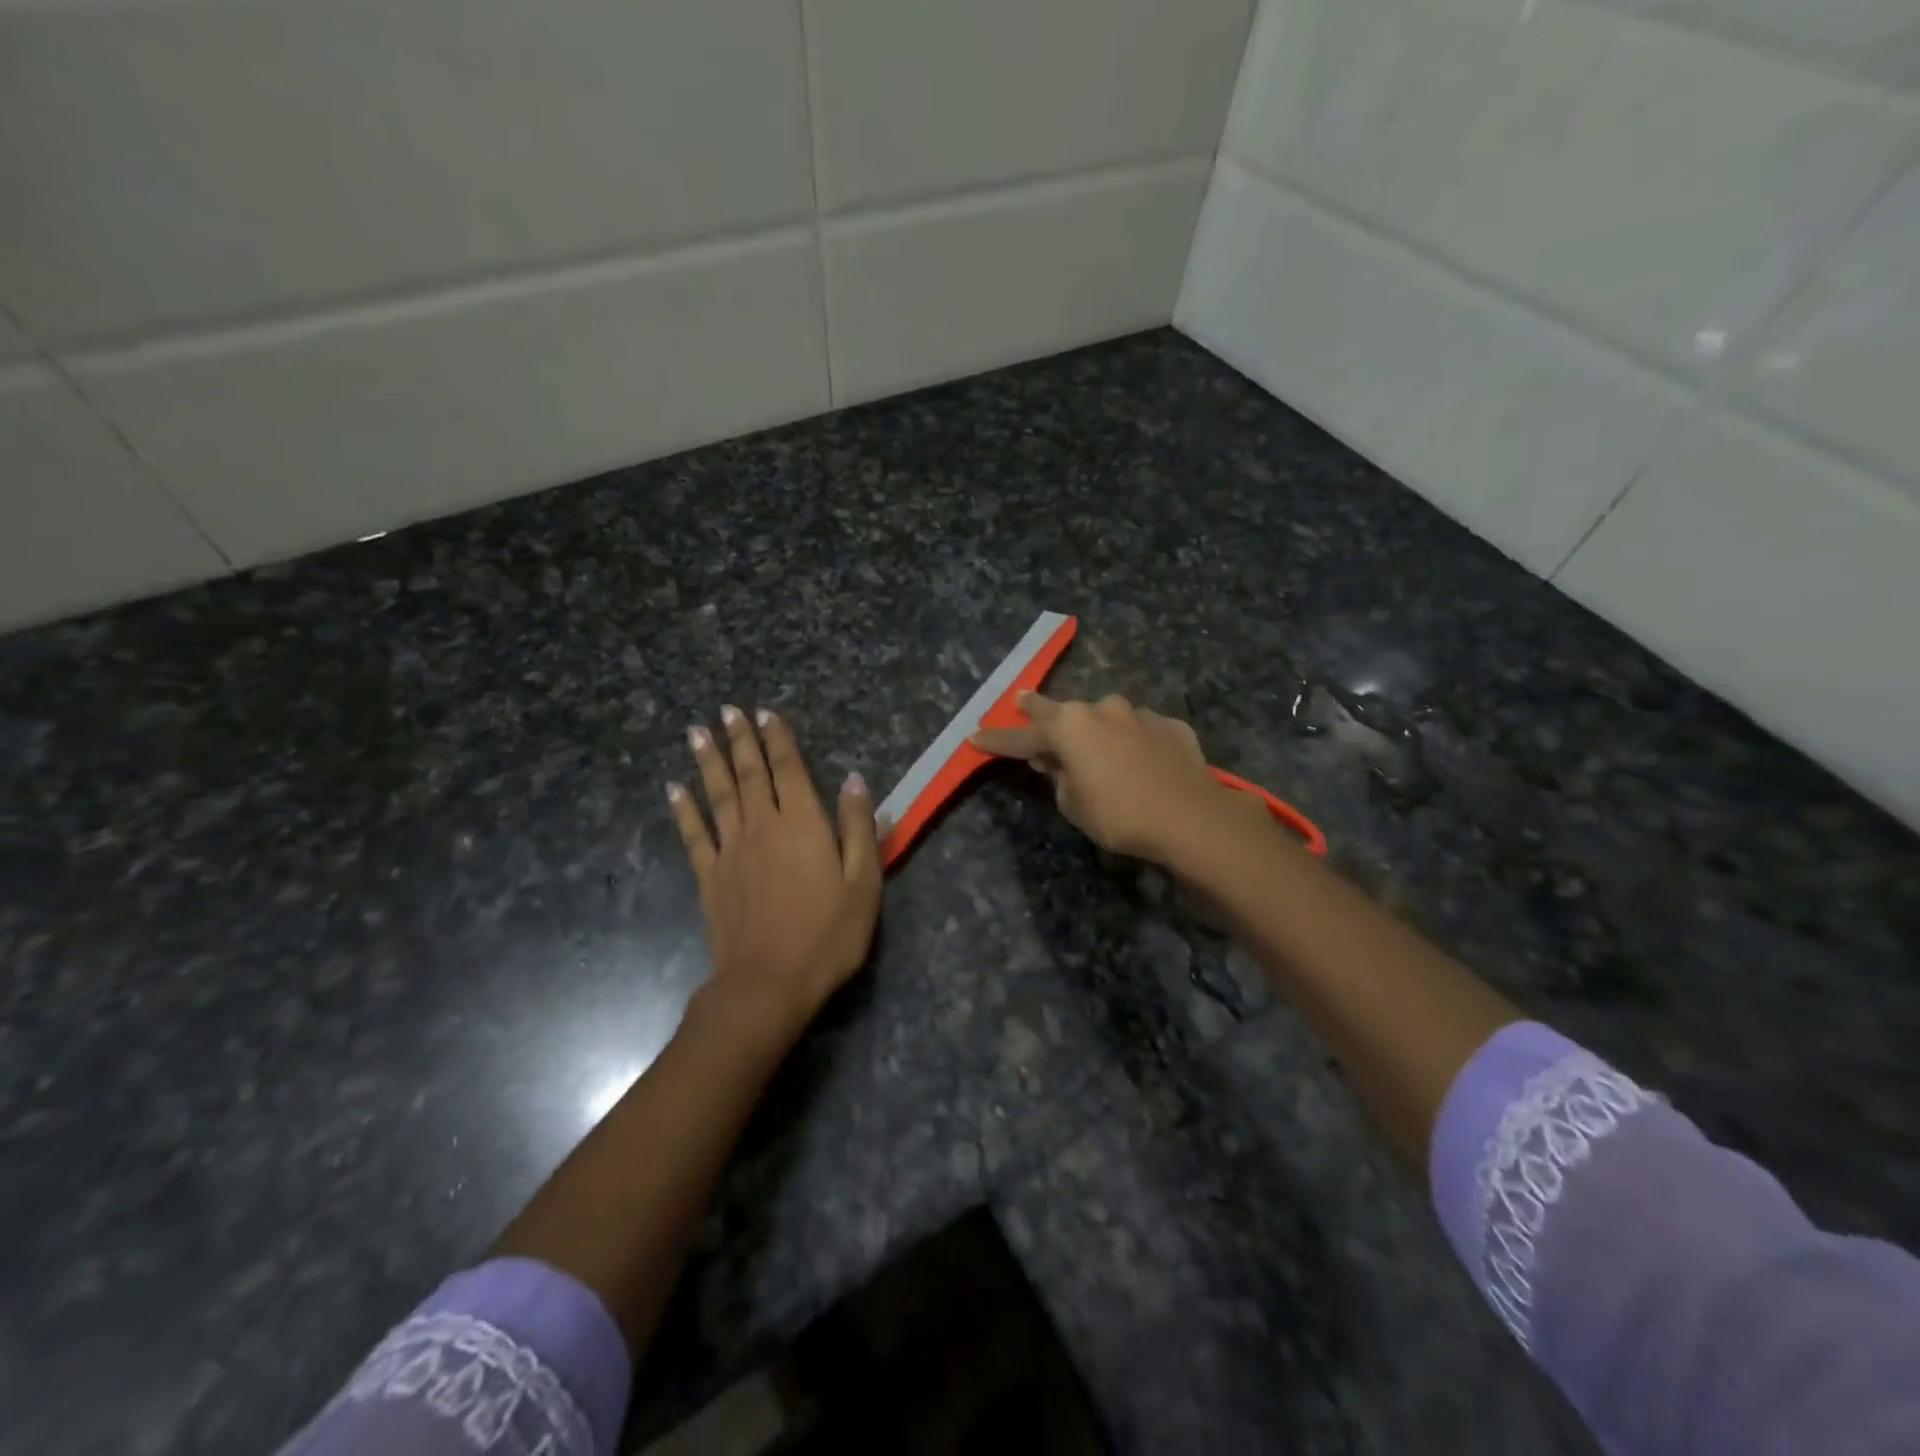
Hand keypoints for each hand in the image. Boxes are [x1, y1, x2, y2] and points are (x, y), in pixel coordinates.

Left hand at [668, 705, 881, 1039]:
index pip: (790, 770)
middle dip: (741, 740)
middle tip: (727, 710)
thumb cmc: (828, 935)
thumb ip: (859, 827)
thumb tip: (854, 779)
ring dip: (709, 762)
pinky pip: (694, 835)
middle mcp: (763, 826)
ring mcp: (731, 850)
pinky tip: (674, 789)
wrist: (769, 982)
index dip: (778, 739)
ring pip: (719, 795)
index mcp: (803, 824)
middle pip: (751, 774)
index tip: (766, 713)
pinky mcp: (710, 877)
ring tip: (698, 731)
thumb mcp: (863, 883)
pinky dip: (683, 810)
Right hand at [972, 692, 1250, 864]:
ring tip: (1098, 752)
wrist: (1192, 818)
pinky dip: (1133, 742)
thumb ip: (1058, 778)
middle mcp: (1102, 709)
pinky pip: (1141, 731)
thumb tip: (1056, 762)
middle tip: (1023, 703)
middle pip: (1064, 713)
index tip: (975, 736)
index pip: (1022, 736)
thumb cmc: (1120, 815)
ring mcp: (1139, 713)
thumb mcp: (1074, 805)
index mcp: (1070, 727)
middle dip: (1041, 712)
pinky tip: (1141, 762)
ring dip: (1096, 731)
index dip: (997, 740)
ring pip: (1106, 719)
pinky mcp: (1171, 725)